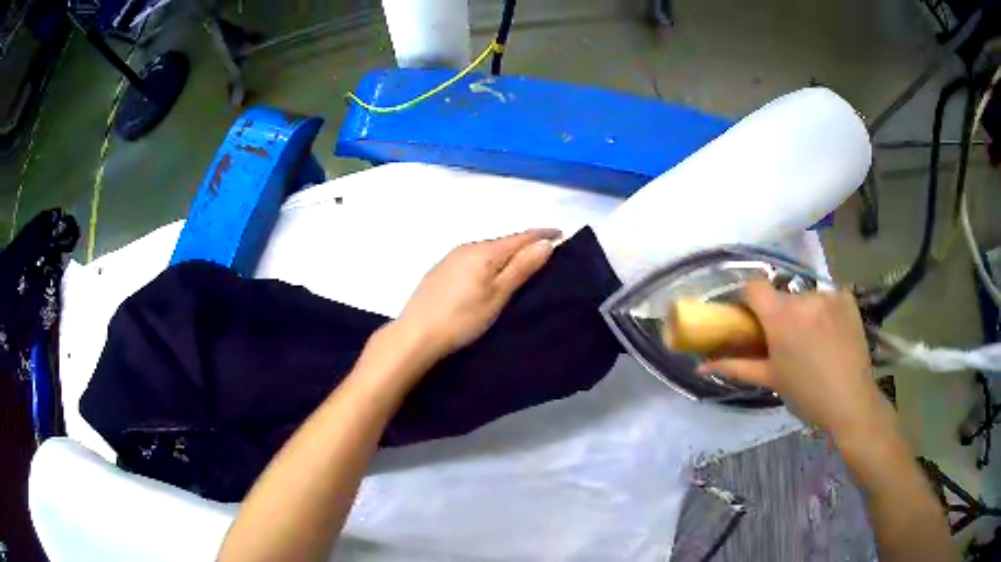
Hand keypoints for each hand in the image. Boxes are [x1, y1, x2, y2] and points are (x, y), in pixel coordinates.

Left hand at [394, 229, 560, 361]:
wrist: (415, 335)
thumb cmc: (462, 318)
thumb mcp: (497, 295)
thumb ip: (521, 268)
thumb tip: (545, 244)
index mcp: (483, 251)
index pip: (520, 236)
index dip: (542, 235)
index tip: (561, 234)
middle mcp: (466, 247)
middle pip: (503, 242)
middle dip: (525, 245)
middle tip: (545, 254)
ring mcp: (450, 258)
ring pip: (487, 251)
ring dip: (506, 254)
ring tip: (521, 266)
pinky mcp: (440, 271)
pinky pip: (473, 259)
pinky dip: (488, 263)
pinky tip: (488, 276)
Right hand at [700, 281, 882, 438]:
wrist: (851, 401)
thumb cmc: (806, 395)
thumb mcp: (771, 380)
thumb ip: (736, 367)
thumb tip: (701, 365)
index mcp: (781, 318)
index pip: (753, 287)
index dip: (747, 299)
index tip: (749, 317)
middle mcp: (804, 298)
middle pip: (782, 295)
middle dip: (779, 313)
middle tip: (785, 340)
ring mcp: (828, 295)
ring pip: (805, 297)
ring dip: (804, 313)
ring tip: (813, 341)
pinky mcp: (846, 297)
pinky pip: (827, 297)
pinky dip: (824, 310)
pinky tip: (831, 333)